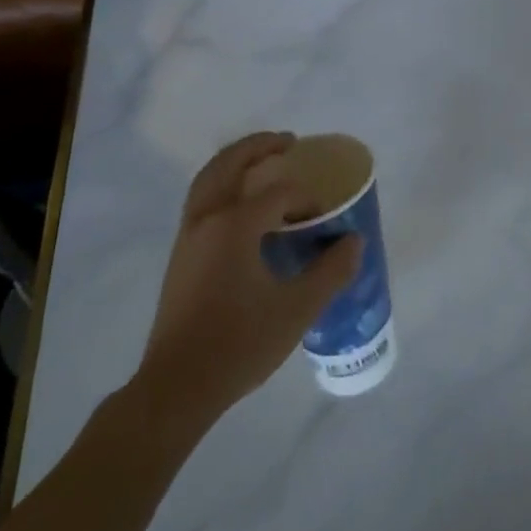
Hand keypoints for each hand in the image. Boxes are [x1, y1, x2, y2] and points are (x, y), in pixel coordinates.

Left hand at [129, 132, 360, 450]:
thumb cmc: (239, 343)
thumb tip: (353, 242)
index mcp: (235, 225)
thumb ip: (331, 270)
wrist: (176, 388)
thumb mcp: (298, 308)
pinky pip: (202, 201)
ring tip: (263, 161)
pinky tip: (243, 207)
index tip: (325, 215)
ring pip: (208, 180)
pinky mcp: (180, 257)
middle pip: (229, 165)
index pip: (279, 192)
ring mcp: (187, 238)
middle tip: (288, 141)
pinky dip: (223, 185)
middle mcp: (207, 220)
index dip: (307, 197)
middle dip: (258, 147)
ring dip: (235, 162)